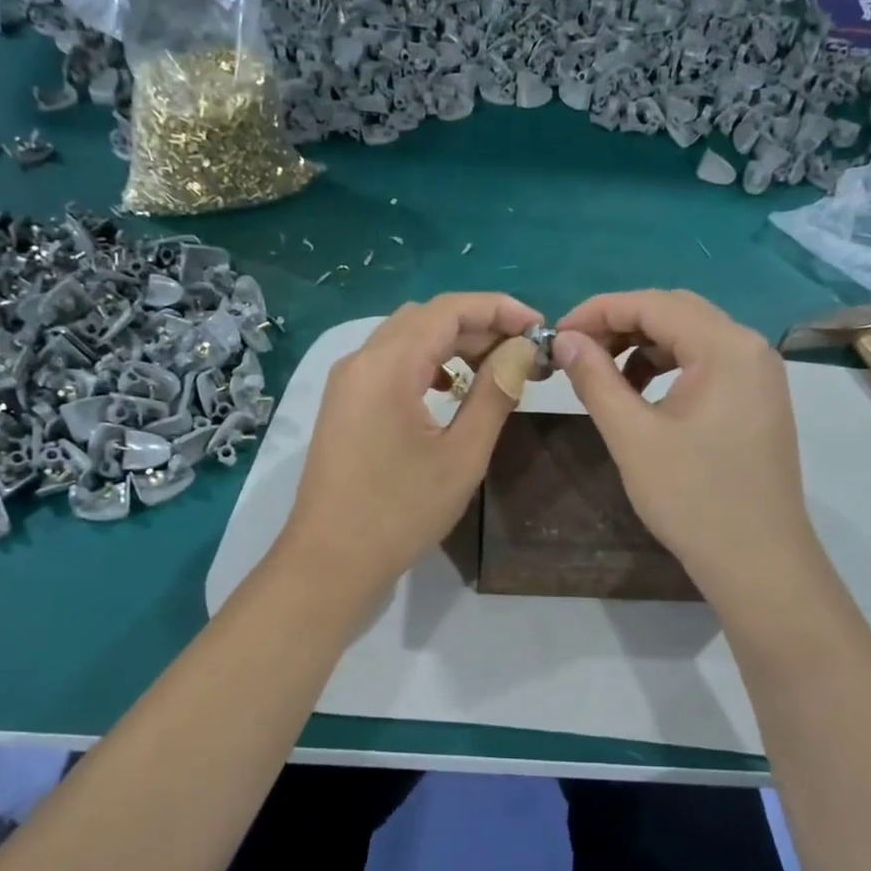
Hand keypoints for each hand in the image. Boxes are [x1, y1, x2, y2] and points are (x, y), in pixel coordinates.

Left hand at [281, 292, 541, 600]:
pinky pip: (390, 364)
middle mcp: (361, 360)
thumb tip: (522, 351)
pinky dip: (426, 363)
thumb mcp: (461, 455)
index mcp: (387, 365)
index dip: (499, 309)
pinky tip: (450, 389)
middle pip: (426, 318)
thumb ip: (495, 394)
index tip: (540, 327)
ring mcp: (347, 382)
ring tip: (495, 368)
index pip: (449, 310)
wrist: (331, 561)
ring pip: (406, 339)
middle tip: (524, 352)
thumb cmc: (400, 512)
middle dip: (479, 325)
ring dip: (453, 343)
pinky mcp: (345, 404)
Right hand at [553, 290, 823, 602]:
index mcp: (726, 346)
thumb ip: (595, 379)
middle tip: (577, 352)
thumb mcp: (632, 436)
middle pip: (675, 312)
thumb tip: (565, 339)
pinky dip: (669, 367)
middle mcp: (750, 347)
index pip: (652, 304)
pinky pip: (707, 363)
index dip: (598, 311)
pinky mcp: (758, 400)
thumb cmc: (693, 498)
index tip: (557, 334)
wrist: (758, 562)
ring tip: (603, 374)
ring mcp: (759, 374)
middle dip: (620, 324)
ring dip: (643, 346)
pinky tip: (641, 394)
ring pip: (691, 337)